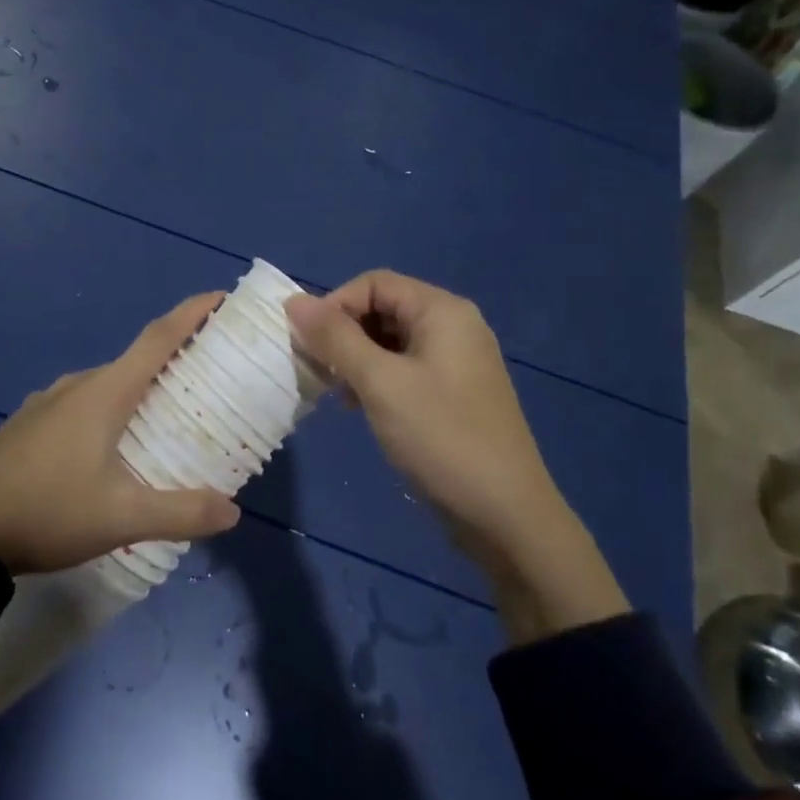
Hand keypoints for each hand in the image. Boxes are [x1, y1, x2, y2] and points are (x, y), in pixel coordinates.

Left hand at [0, 293, 241, 574]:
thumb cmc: (47, 512)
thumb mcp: (121, 518)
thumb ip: (181, 512)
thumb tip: (233, 512)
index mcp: (104, 392)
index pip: (158, 338)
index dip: (192, 314)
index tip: (221, 299)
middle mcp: (77, 385)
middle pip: (135, 360)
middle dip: (174, 360)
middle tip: (210, 376)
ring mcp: (48, 402)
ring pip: (107, 385)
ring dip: (140, 389)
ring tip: (167, 415)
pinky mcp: (29, 424)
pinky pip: (82, 404)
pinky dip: (110, 409)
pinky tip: (112, 446)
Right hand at [287, 271, 626, 641]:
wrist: (506, 515)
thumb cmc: (441, 438)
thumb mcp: (380, 384)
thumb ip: (335, 338)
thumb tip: (293, 301)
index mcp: (442, 311)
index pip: (374, 283)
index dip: (334, 305)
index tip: (307, 344)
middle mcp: (453, 326)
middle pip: (383, 308)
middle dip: (344, 334)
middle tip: (318, 372)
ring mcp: (457, 361)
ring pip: (391, 341)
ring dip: (356, 359)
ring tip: (338, 394)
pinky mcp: (454, 393)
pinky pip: (405, 369)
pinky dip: (377, 379)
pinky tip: (361, 407)